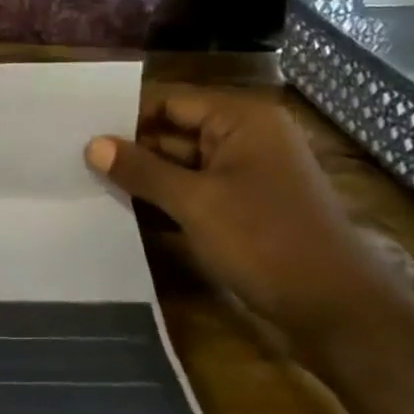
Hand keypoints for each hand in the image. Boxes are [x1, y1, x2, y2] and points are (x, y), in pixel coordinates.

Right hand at [84, 87, 406, 346]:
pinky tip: (124, 208)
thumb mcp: (195, 202)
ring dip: (144, 177)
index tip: (79, 131)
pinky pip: (195, 191)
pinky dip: (165, 198)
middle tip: (75, 159)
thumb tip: (92, 144)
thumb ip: (141, 170)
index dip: (124, 116)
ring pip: (181, 164)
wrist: (338, 311)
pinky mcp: (245, 207)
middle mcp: (246, 138)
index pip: (169, 102)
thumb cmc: (265, 242)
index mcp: (242, 120)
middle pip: (174, 132)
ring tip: (88, 182)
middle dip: (130, 148)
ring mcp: (248, 175)